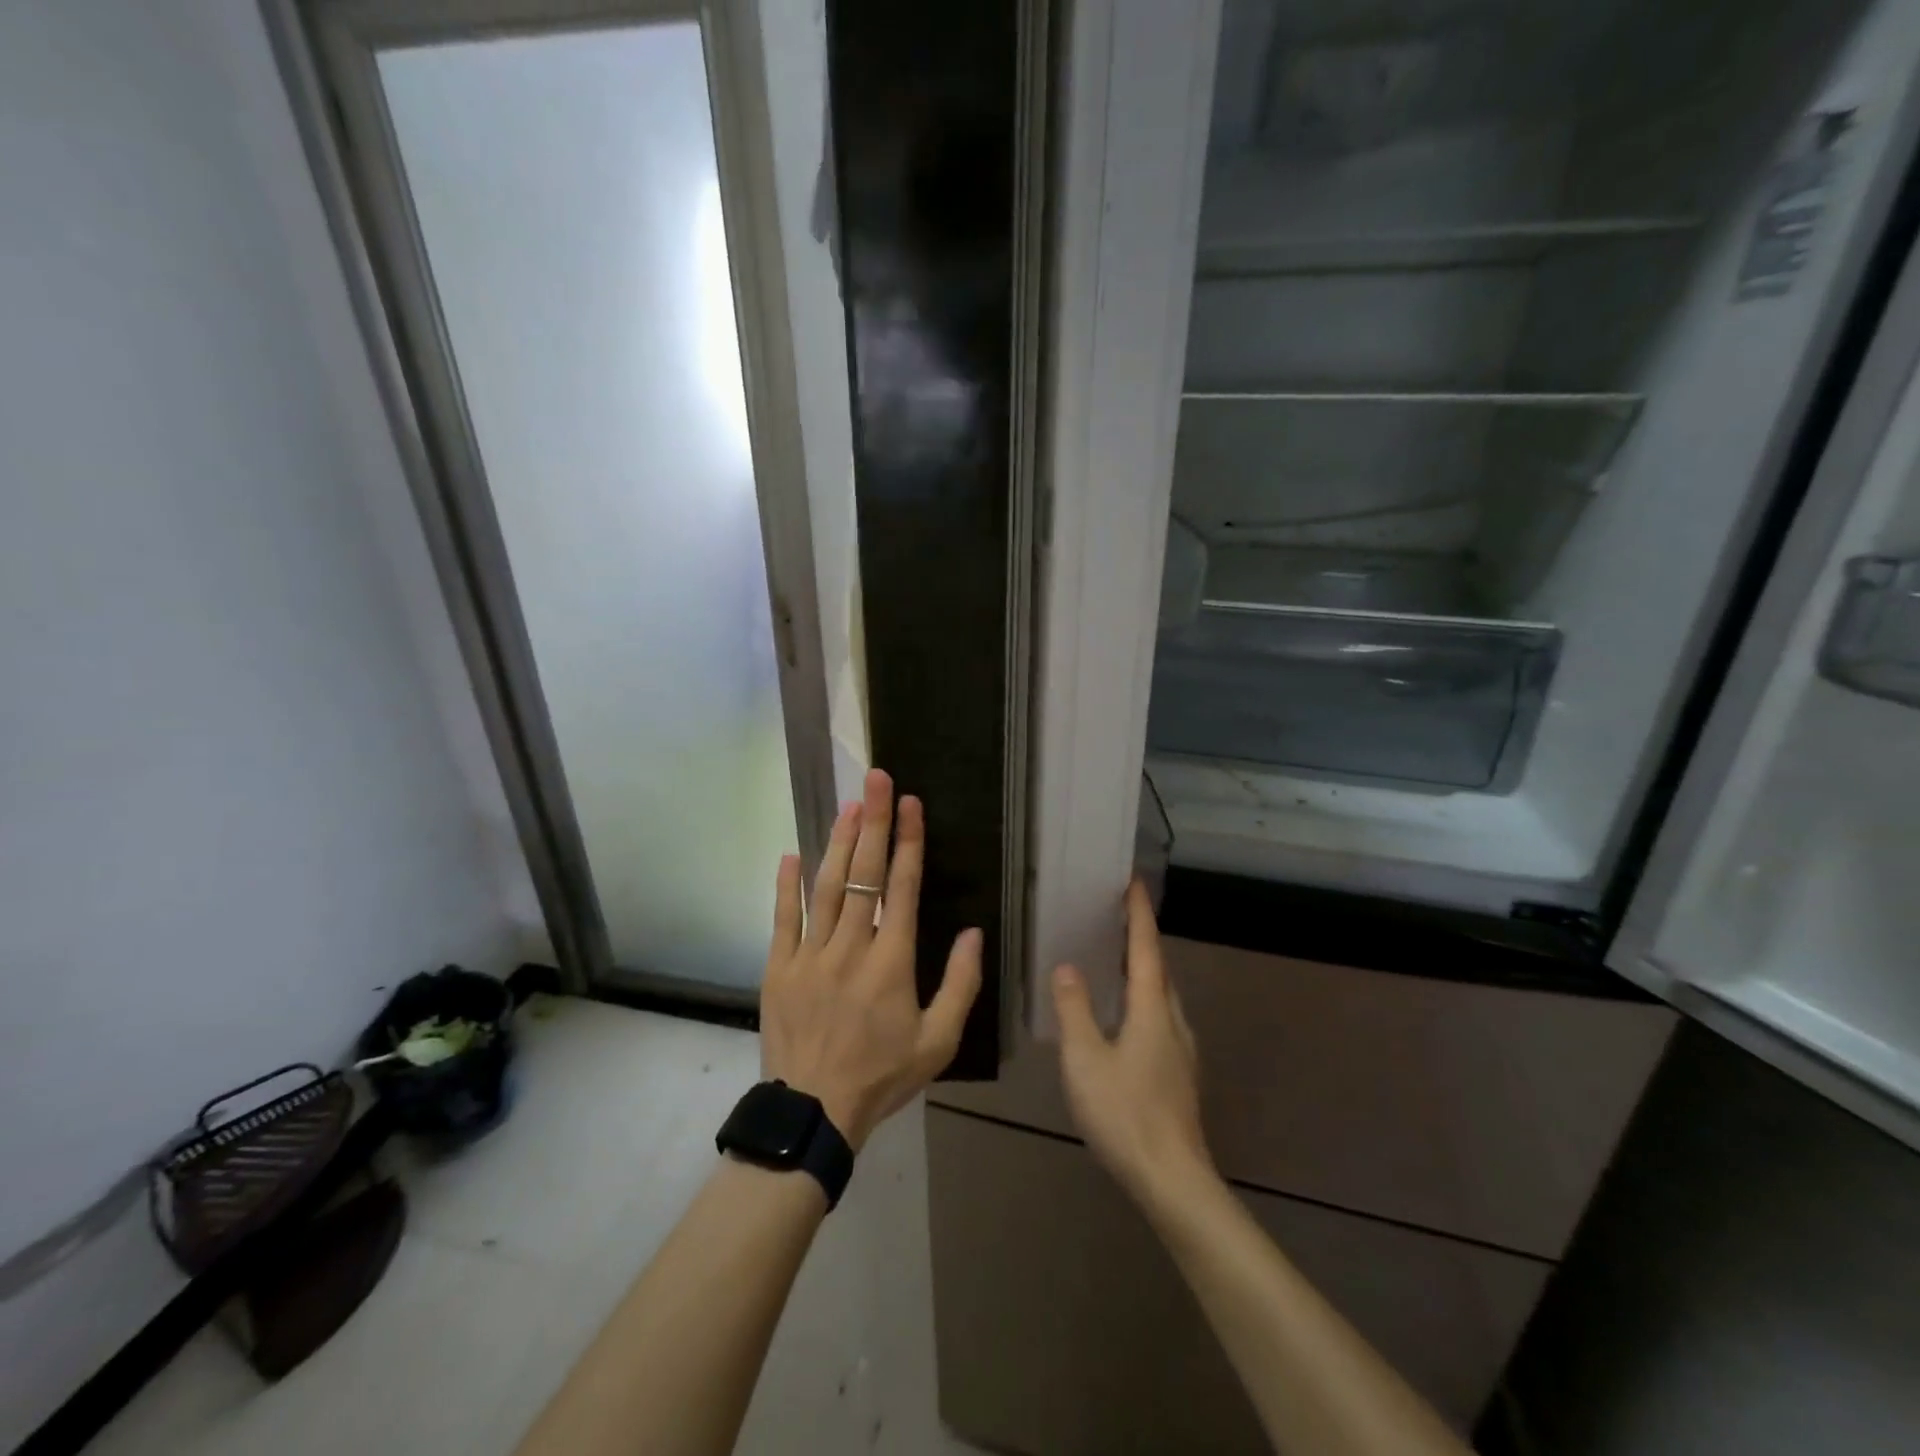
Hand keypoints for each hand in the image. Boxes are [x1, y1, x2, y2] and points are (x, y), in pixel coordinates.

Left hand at [760, 768, 982, 1149]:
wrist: (813, 1113)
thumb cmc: (882, 1076)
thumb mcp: (938, 1041)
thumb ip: (961, 985)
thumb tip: (974, 933)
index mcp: (892, 962)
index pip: (902, 888)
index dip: (908, 842)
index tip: (911, 804)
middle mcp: (851, 948)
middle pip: (864, 874)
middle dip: (873, 823)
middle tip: (877, 780)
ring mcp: (810, 955)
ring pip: (826, 887)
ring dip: (837, 843)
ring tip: (848, 804)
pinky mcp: (779, 968)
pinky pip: (783, 919)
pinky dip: (787, 885)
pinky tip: (792, 854)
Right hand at [1052, 879, 1213, 1209]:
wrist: (1172, 1181)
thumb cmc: (1125, 1114)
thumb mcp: (1085, 1060)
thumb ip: (1074, 1009)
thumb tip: (1067, 967)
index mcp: (1152, 1011)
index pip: (1146, 949)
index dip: (1138, 915)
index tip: (1133, 883)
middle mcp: (1173, 1022)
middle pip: (1159, 969)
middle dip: (1141, 939)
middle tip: (1117, 916)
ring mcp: (1181, 1051)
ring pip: (1162, 996)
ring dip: (1143, 970)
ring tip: (1117, 958)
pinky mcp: (1178, 1074)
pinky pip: (1160, 1018)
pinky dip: (1144, 999)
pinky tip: (1125, 1016)